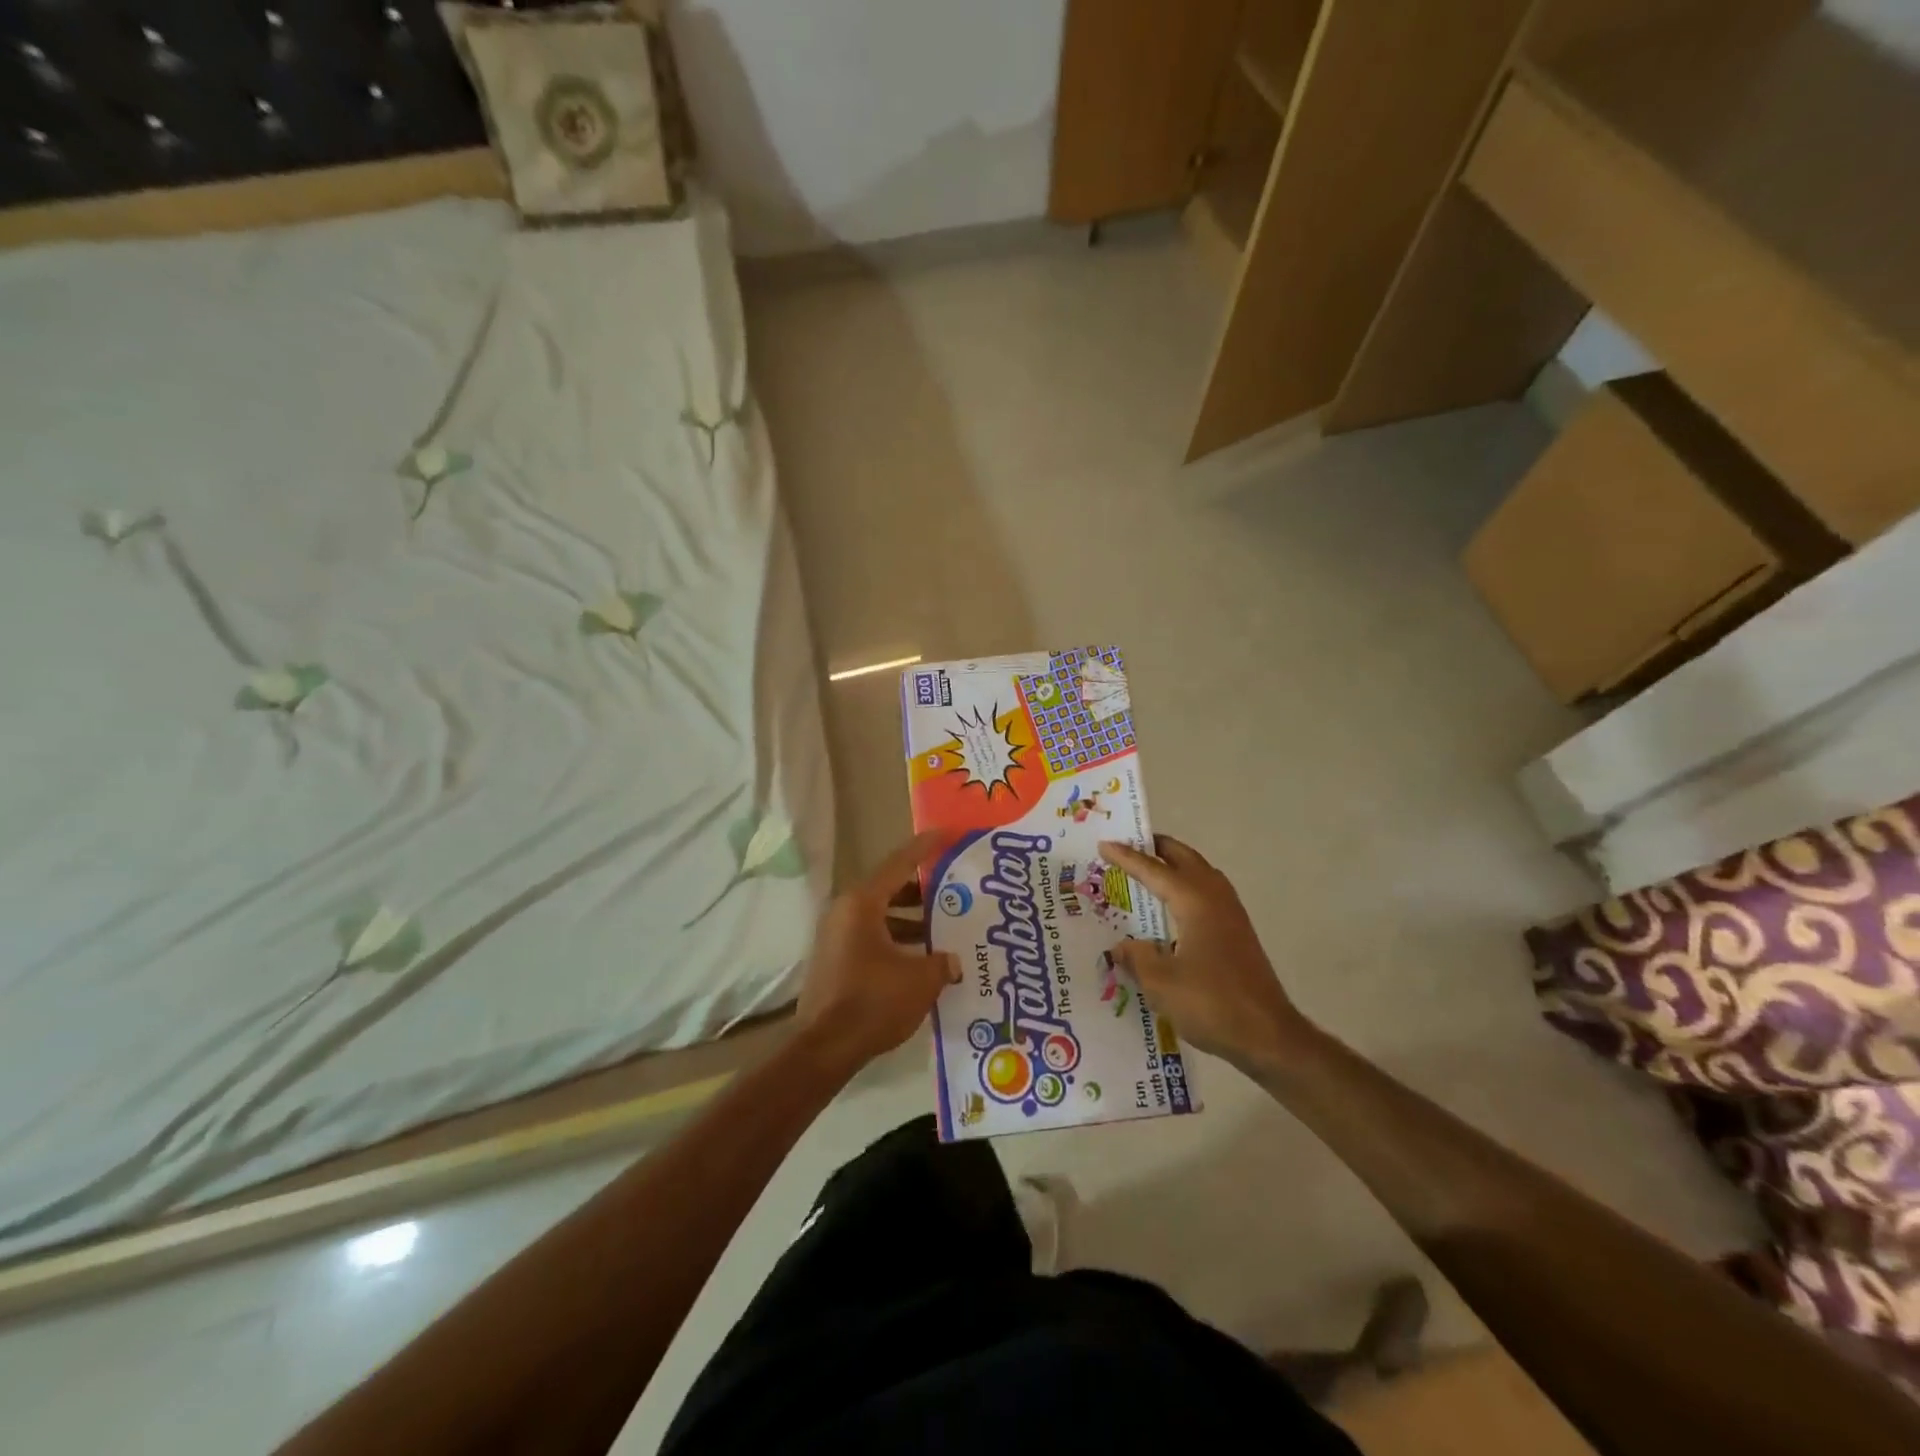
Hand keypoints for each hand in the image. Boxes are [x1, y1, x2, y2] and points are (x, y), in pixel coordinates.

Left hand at [794, 830, 961, 1074]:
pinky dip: (897, 941)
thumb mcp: (920, 980)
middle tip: (953, 889)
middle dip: (922, 890)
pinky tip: (921, 960)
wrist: (825, 1048)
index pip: (899, 863)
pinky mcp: (835, 961)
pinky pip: (872, 937)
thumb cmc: (874, 1002)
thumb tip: (952, 961)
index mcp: (863, 903)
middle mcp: (845, 912)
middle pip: (889, 889)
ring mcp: (836, 937)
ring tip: (944, 928)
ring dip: (911, 920)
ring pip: (881, 916)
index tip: (945, 834)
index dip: (924, 848)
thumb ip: (941, 962)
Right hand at [1100, 835, 1313, 1073]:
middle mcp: (1215, 899)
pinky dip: (1188, 885)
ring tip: (1151, 869)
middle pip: (1185, 859)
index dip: (1127, 857)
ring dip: (1176, 865)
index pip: (1153, 871)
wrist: (1269, 1036)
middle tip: (1130, 844)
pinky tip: (1175, 906)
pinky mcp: (1238, 933)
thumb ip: (1137, 958)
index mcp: (1194, 902)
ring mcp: (1231, 915)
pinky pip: (1208, 892)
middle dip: (1157, 848)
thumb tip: (1121, 947)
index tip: (1104, 845)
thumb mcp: (1160, 983)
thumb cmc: (1212, 1004)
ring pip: (1201, 873)